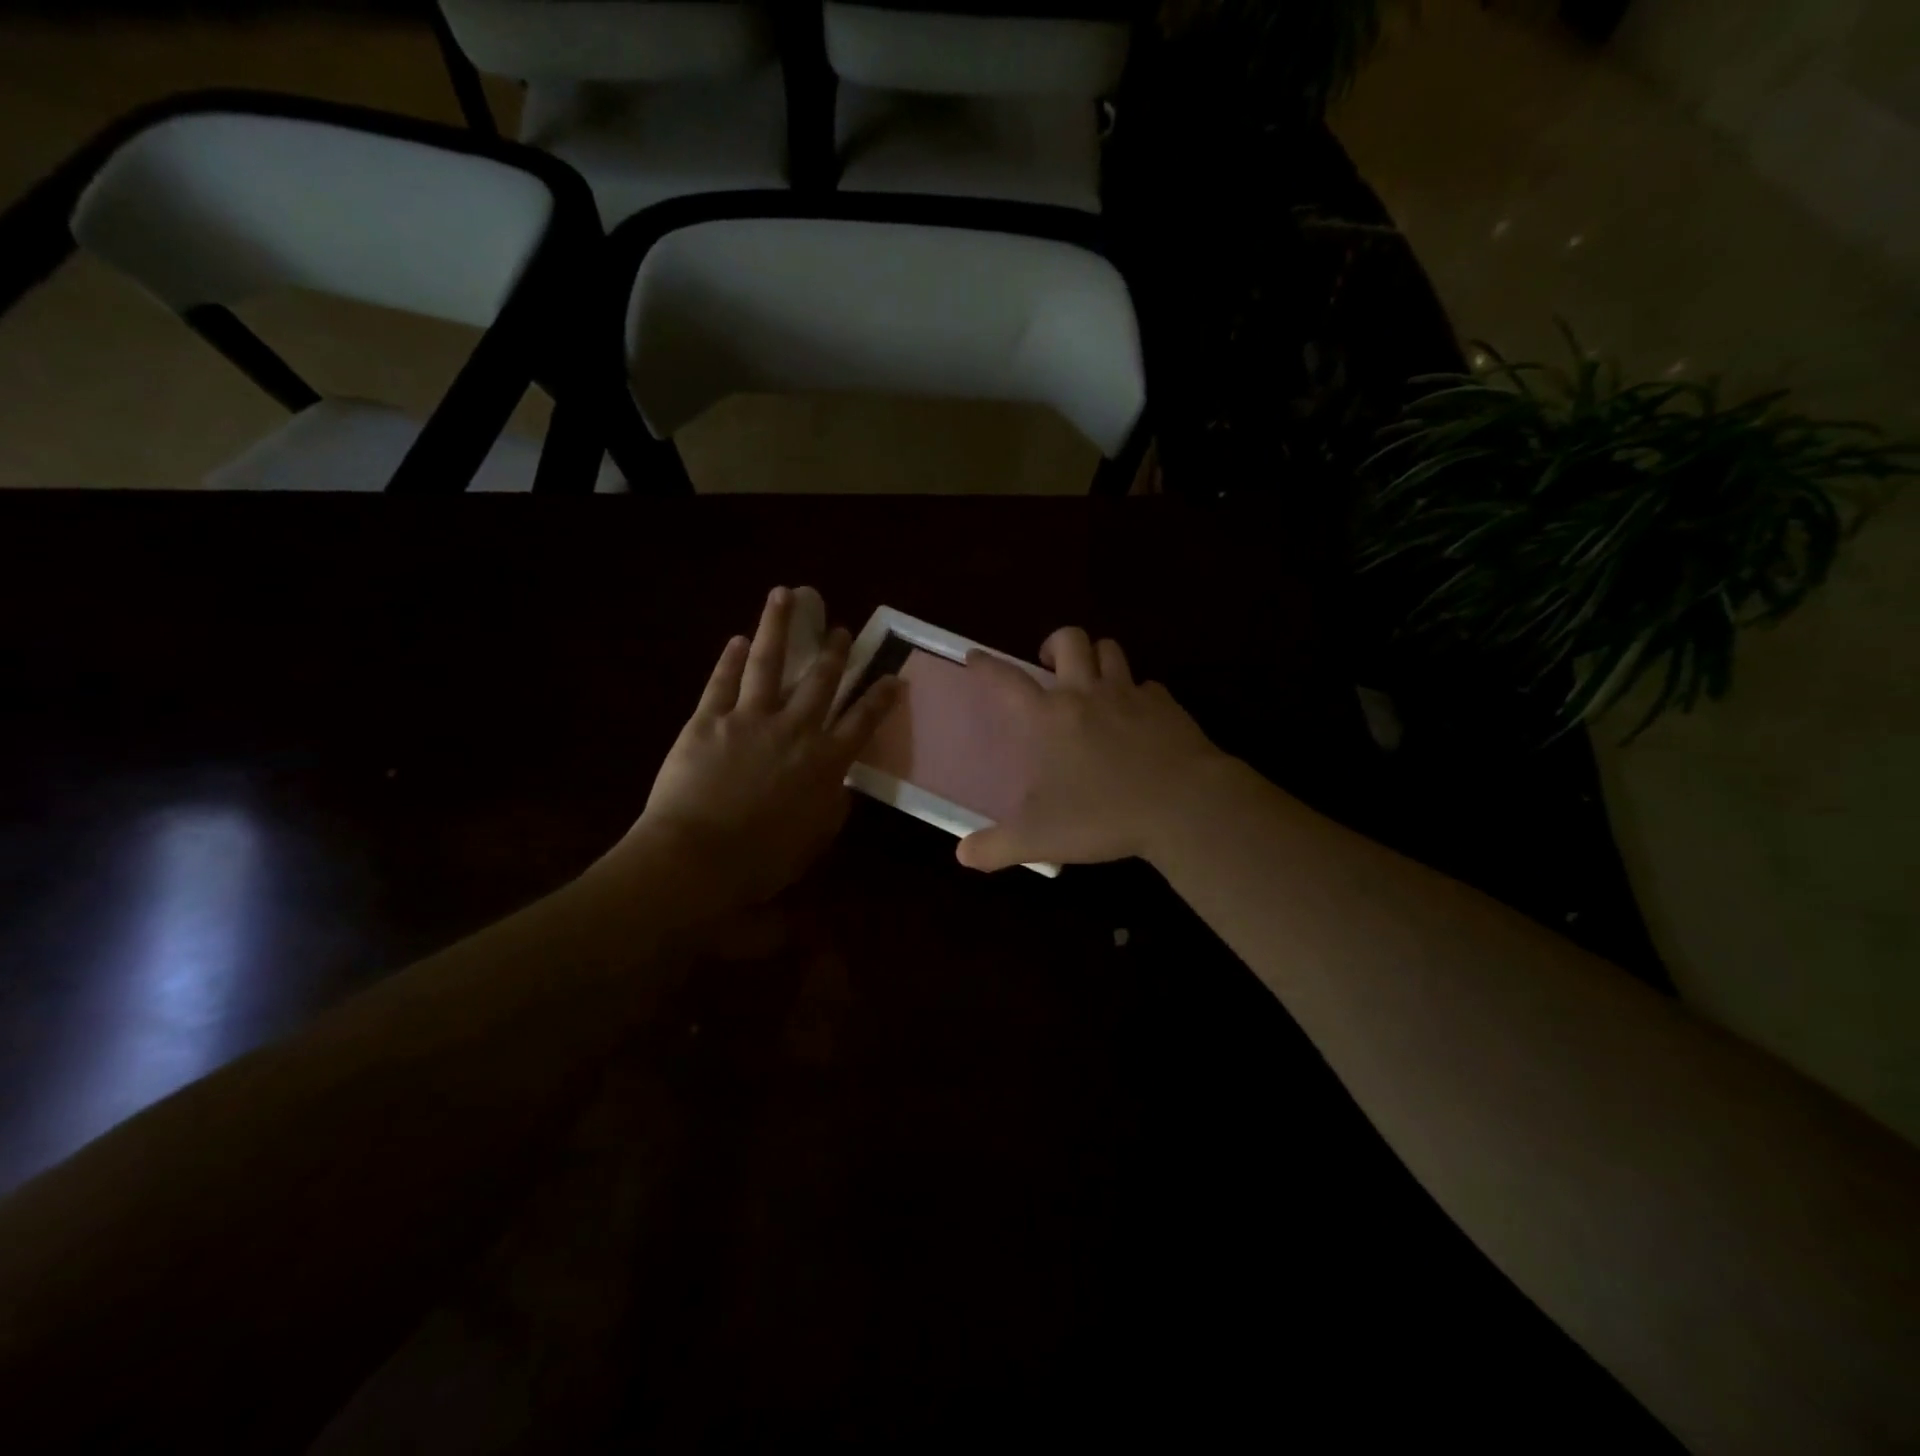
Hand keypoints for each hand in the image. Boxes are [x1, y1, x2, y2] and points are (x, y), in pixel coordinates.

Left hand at [618, 586, 897, 907]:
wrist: (696, 859)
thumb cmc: (761, 861)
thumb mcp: (813, 841)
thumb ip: (832, 807)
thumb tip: (840, 785)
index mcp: (825, 763)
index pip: (862, 721)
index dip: (880, 696)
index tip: (893, 675)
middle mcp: (794, 730)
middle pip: (821, 681)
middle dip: (835, 652)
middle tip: (842, 629)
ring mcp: (749, 719)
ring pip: (768, 663)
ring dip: (778, 626)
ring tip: (784, 595)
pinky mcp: (708, 720)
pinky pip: (722, 682)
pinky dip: (729, 659)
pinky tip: (736, 640)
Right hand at [955, 627, 1229, 872]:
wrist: (1184, 806)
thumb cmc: (1103, 815)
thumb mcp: (1039, 839)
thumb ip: (996, 846)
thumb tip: (963, 855)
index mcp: (1049, 718)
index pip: (1007, 680)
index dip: (986, 665)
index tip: (975, 656)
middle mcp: (1086, 694)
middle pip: (1070, 640)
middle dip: (1055, 643)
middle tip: (1050, 665)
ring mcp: (1130, 695)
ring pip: (1110, 650)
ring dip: (1096, 658)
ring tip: (1092, 681)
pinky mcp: (1167, 706)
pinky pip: (1148, 685)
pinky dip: (1137, 693)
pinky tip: (1138, 717)